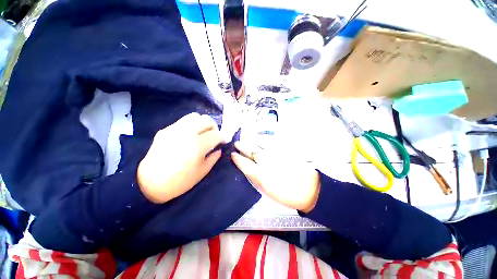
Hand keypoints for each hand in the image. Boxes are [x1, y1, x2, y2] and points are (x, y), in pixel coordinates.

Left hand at [137, 113, 223, 202]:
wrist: (150, 183)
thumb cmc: (180, 181)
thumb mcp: (202, 172)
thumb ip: (214, 157)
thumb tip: (219, 148)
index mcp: (197, 146)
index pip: (216, 134)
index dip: (222, 137)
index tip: (223, 141)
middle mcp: (187, 133)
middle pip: (207, 120)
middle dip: (214, 127)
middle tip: (213, 136)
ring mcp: (174, 129)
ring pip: (195, 116)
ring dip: (202, 123)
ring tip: (202, 133)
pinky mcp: (166, 129)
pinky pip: (183, 121)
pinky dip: (192, 125)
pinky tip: (190, 135)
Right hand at [231, 141, 319, 212]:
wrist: (309, 189)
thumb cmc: (286, 194)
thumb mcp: (267, 191)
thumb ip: (256, 178)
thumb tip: (247, 169)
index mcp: (262, 176)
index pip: (245, 164)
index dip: (238, 159)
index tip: (232, 154)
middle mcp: (267, 163)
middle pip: (252, 152)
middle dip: (243, 147)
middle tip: (236, 144)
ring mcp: (276, 155)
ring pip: (261, 145)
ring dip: (252, 142)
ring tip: (246, 140)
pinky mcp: (285, 151)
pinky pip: (272, 142)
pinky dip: (264, 140)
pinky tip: (260, 138)